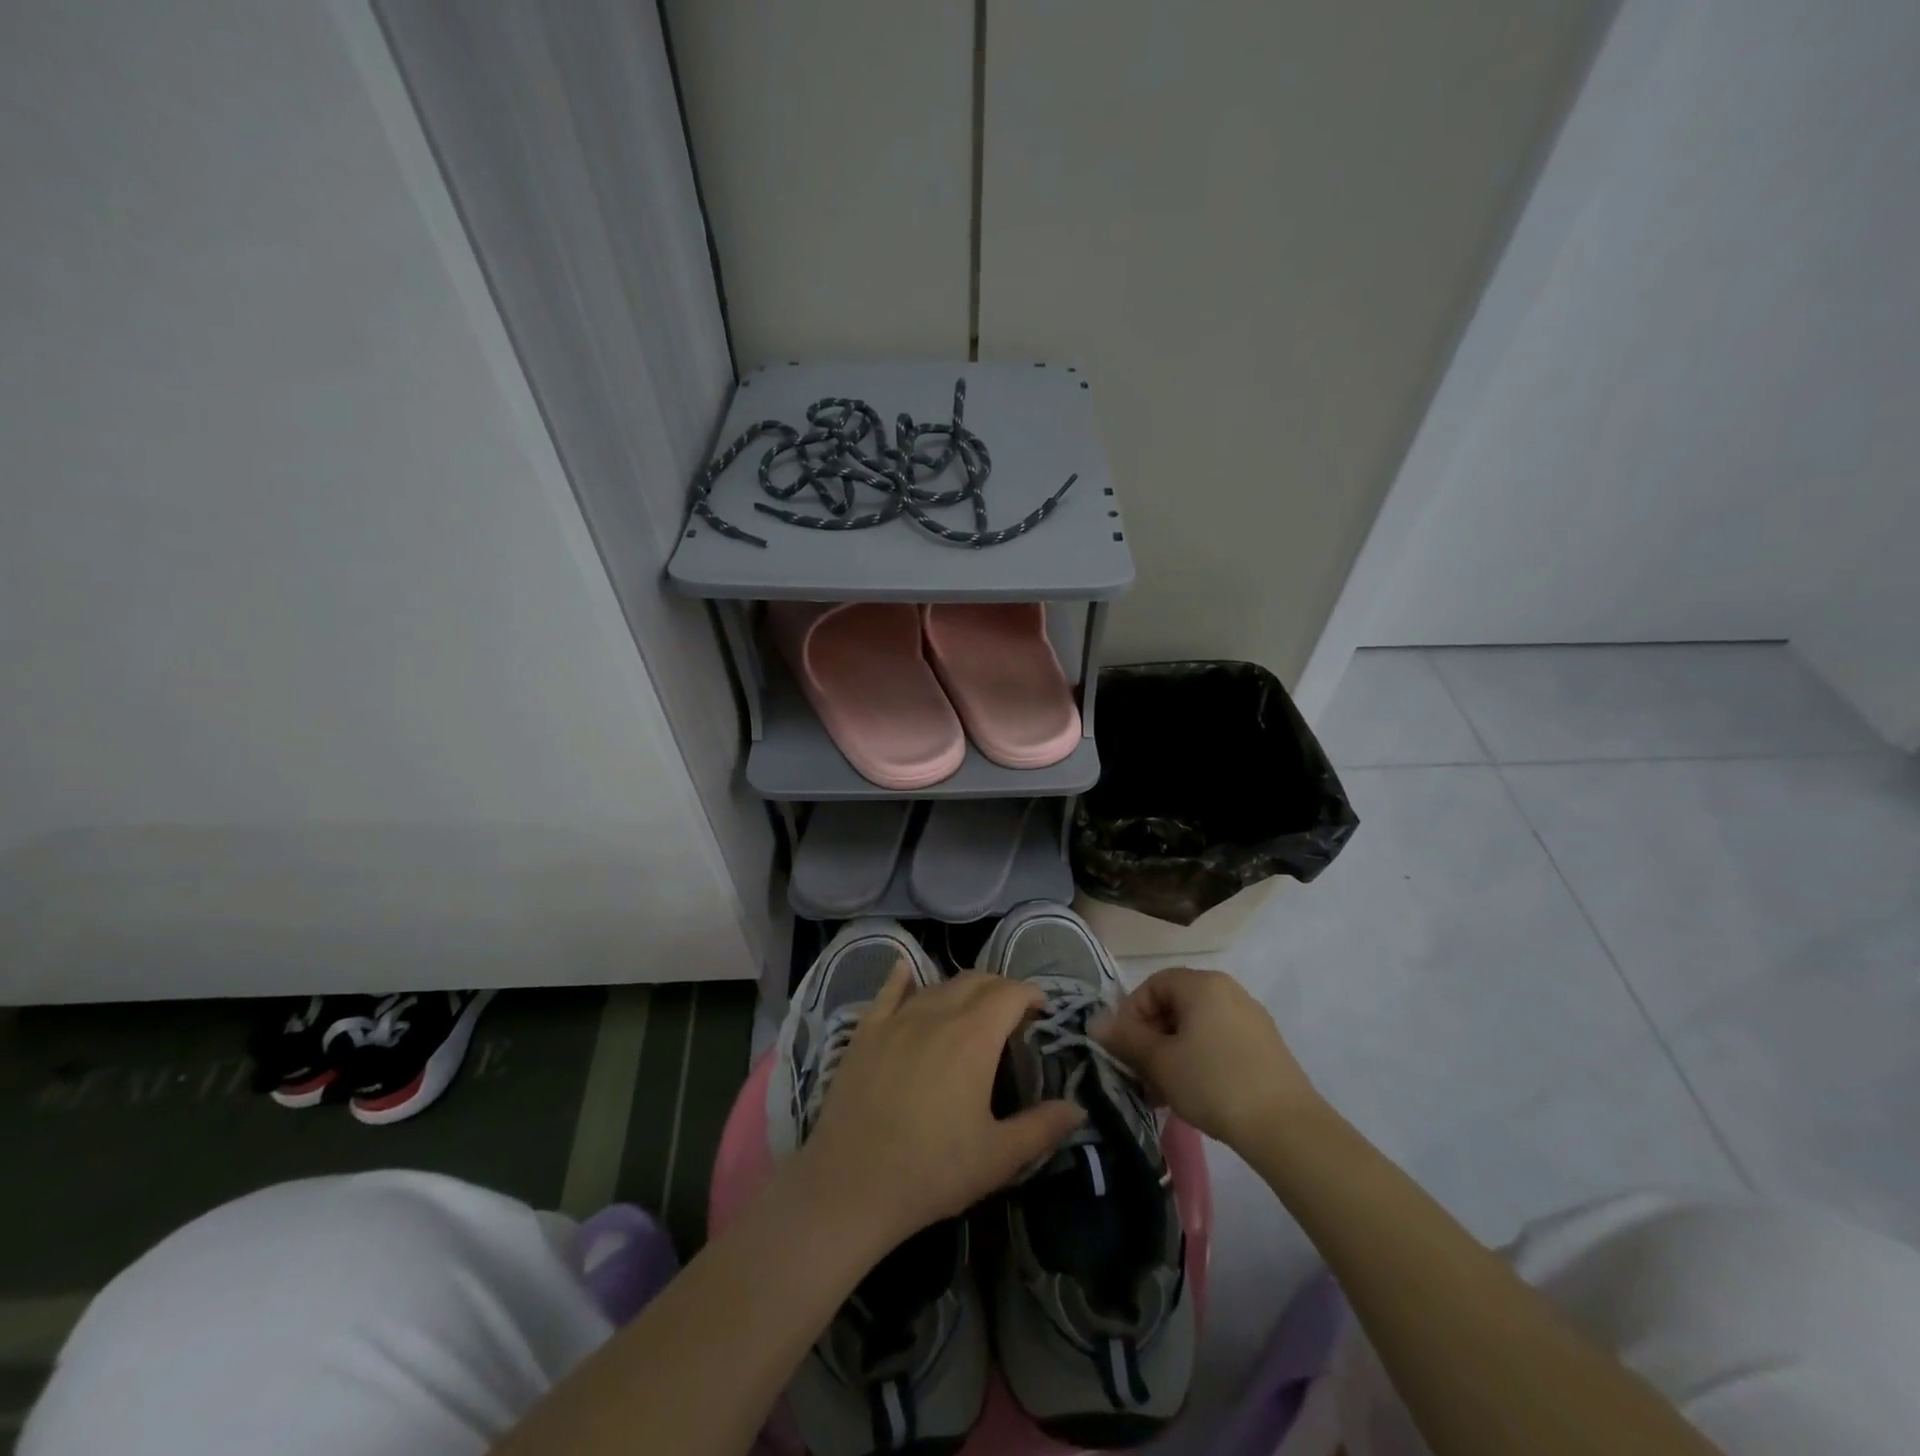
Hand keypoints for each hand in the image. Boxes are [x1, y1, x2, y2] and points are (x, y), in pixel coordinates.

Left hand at [795, 966, 1084, 1246]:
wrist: (851, 1184)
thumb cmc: (932, 1171)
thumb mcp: (998, 1157)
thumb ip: (1042, 1128)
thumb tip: (1077, 1108)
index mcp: (974, 1037)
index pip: (1009, 993)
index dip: (1030, 994)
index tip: (1042, 1009)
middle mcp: (937, 1014)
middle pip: (975, 981)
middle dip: (1001, 988)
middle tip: (1012, 1012)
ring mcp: (897, 1019)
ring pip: (937, 985)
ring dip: (962, 988)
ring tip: (972, 1006)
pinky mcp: (865, 1031)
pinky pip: (888, 991)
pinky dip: (902, 976)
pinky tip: (906, 969)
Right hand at [1092, 966, 1322, 1151]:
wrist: (1287, 1128)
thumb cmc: (1213, 1083)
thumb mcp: (1160, 1062)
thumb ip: (1126, 1038)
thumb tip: (1094, 1022)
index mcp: (1202, 984)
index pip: (1153, 985)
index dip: (1132, 1014)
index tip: (1125, 1049)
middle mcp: (1228, 990)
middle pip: (1175, 1005)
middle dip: (1152, 1038)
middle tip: (1141, 1074)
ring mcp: (1251, 1018)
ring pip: (1197, 1026)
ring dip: (1173, 1053)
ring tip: (1164, 1092)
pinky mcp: (1265, 1046)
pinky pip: (1219, 1041)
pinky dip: (1200, 1059)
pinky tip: (1195, 1093)